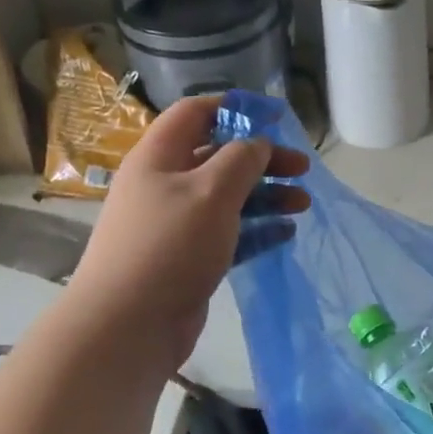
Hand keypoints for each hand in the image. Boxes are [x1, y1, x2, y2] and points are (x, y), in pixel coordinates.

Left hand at [71, 95, 308, 370]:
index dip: (236, 108)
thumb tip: (257, 144)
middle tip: (303, 168)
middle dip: (263, 159)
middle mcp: (165, 185)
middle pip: (219, 157)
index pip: (196, 113)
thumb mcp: (211, 191)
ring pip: (228, 198)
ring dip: (266, 196)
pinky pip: (229, 234)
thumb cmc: (170, 245)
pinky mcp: (189, 258)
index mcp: (160, 157)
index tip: (276, 116)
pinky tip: (286, 233)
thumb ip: (241, 160)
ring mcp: (177, 224)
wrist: (128, 325)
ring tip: (303, 204)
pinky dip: (257, 230)